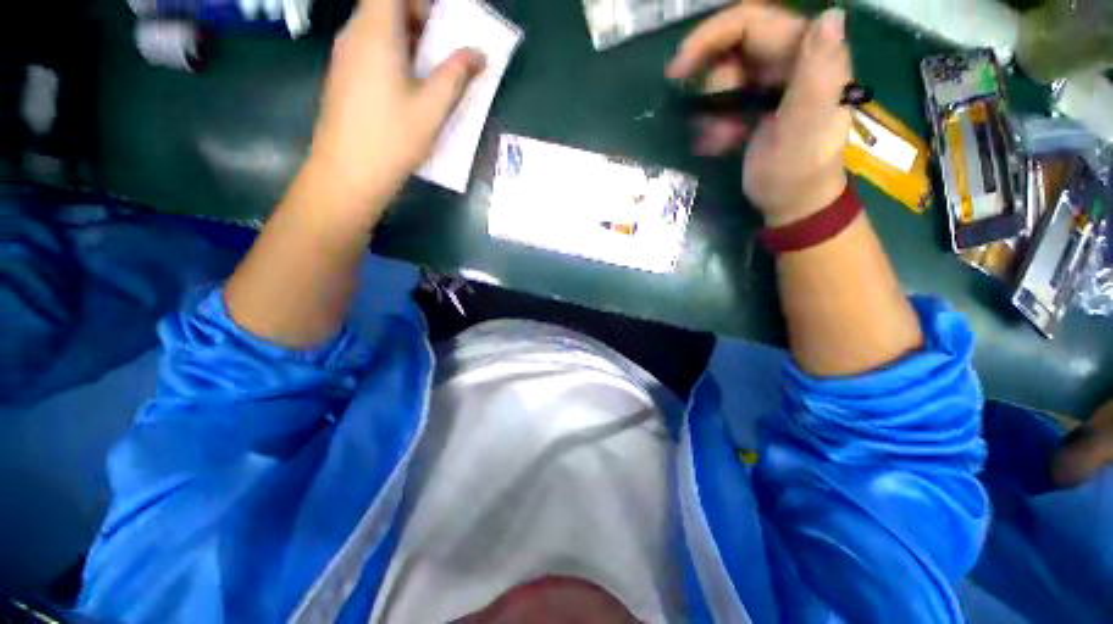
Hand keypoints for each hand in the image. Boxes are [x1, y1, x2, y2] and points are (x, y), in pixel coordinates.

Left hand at [306, 0, 485, 223]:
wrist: (348, 173)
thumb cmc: (392, 139)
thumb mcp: (432, 109)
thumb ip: (456, 75)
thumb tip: (479, 53)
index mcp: (376, 32)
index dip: (420, 0)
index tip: (444, 20)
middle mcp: (355, 34)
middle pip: (385, 5)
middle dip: (420, 16)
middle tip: (447, 46)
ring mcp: (345, 55)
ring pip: (378, 27)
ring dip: (409, 37)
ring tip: (434, 69)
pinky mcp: (344, 75)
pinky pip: (370, 47)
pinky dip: (394, 53)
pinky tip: (411, 86)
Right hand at [668, 5, 852, 226]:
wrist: (793, 203)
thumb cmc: (798, 170)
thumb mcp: (806, 126)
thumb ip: (818, 74)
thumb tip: (829, 16)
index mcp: (807, 54)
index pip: (752, 22)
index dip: (710, 37)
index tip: (677, 71)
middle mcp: (790, 59)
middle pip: (733, 48)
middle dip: (711, 84)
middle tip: (704, 119)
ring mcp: (774, 82)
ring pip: (725, 76)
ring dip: (711, 110)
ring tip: (718, 141)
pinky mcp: (760, 103)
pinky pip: (725, 99)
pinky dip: (714, 121)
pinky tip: (719, 143)